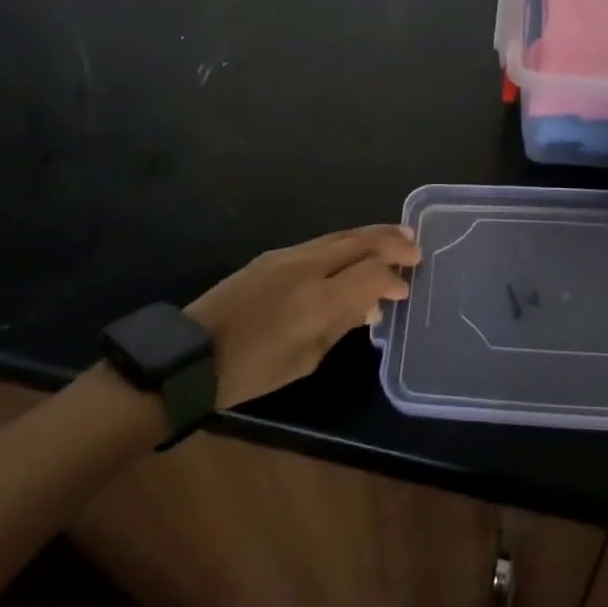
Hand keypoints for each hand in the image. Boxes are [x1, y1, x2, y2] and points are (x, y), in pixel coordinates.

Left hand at [185, 225, 419, 407]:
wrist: (191, 354)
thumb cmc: (252, 371)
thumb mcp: (306, 359)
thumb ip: (342, 324)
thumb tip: (370, 305)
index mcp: (317, 301)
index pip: (371, 274)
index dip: (393, 277)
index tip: (407, 288)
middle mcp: (306, 268)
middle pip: (359, 243)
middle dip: (391, 241)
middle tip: (416, 244)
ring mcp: (288, 256)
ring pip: (340, 236)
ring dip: (371, 235)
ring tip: (397, 235)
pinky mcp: (273, 255)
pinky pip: (321, 242)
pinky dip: (347, 243)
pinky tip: (356, 249)